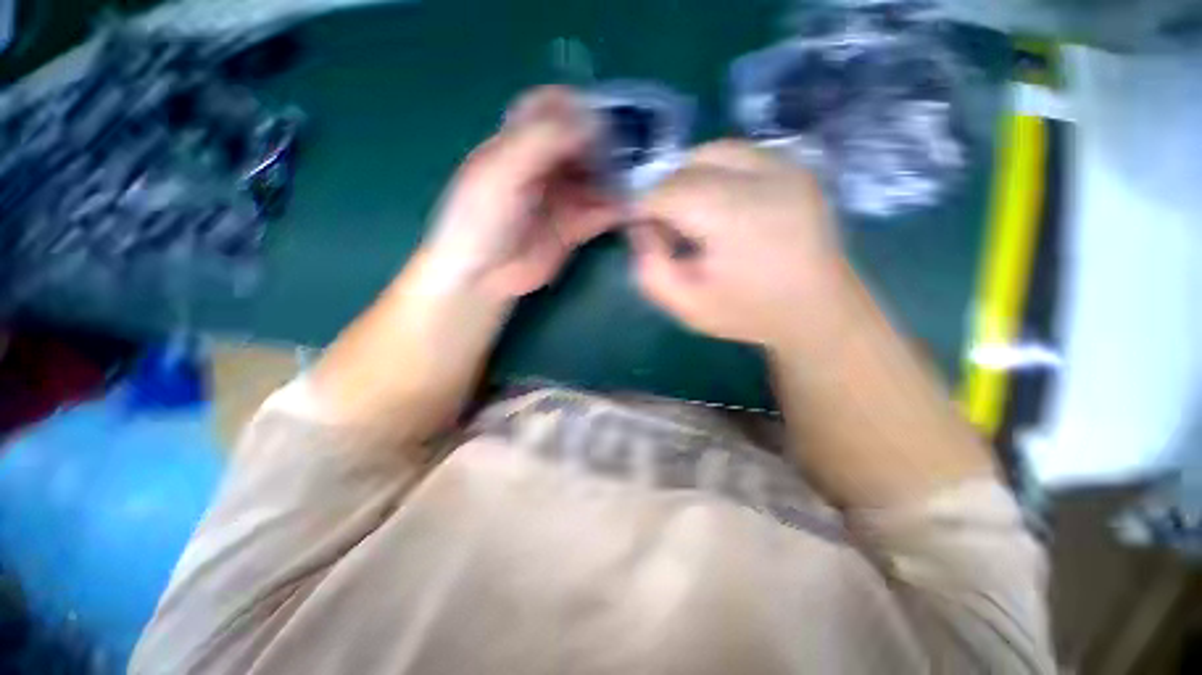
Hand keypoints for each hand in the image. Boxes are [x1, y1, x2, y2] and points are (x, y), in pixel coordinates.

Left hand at [423, 86, 619, 297]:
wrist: (483, 276)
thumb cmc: (482, 219)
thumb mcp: (503, 171)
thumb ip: (543, 139)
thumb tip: (594, 119)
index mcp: (520, 141)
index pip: (553, 106)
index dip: (579, 105)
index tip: (608, 113)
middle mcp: (545, 166)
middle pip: (583, 142)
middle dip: (609, 141)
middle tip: (640, 147)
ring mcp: (562, 198)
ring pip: (597, 177)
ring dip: (619, 176)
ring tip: (647, 177)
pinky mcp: (575, 227)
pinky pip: (602, 211)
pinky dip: (619, 208)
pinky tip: (636, 207)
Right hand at [629, 140, 846, 346]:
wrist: (819, 310)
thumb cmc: (749, 312)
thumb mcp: (686, 304)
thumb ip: (650, 266)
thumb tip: (641, 227)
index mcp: (734, 214)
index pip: (667, 191)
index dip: (644, 208)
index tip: (641, 231)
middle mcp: (763, 175)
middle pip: (689, 164)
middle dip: (667, 193)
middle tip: (669, 229)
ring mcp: (787, 164)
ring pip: (713, 151)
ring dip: (691, 180)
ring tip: (695, 217)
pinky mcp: (798, 166)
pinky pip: (740, 154)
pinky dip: (718, 173)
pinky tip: (723, 207)